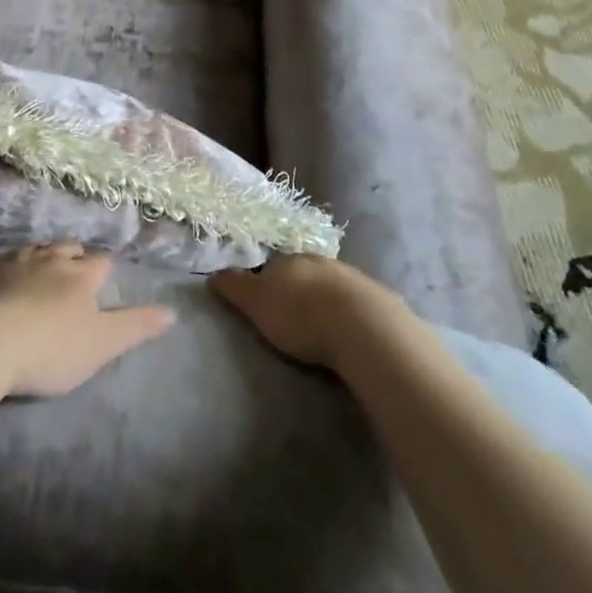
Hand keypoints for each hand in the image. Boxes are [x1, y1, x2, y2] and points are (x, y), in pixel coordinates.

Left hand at [0, 245, 174, 397]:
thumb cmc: (49, 348)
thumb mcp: (101, 344)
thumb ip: (136, 326)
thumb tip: (173, 311)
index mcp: (80, 275)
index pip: (101, 262)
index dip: (104, 268)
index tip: (104, 275)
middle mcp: (48, 258)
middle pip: (66, 249)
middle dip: (72, 256)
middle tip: (72, 269)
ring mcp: (10, 259)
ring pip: (31, 249)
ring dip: (37, 257)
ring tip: (37, 269)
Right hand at [210, 255, 407, 369]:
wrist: (363, 327)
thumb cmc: (300, 314)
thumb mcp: (257, 303)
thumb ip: (235, 287)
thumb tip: (213, 273)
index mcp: (289, 259)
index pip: (272, 265)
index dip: (267, 281)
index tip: (264, 301)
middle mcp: (320, 261)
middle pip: (304, 274)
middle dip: (299, 290)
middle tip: (292, 316)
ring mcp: (352, 278)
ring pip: (331, 286)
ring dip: (326, 301)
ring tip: (322, 328)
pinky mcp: (378, 300)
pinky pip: (356, 304)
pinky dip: (350, 315)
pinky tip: (350, 333)